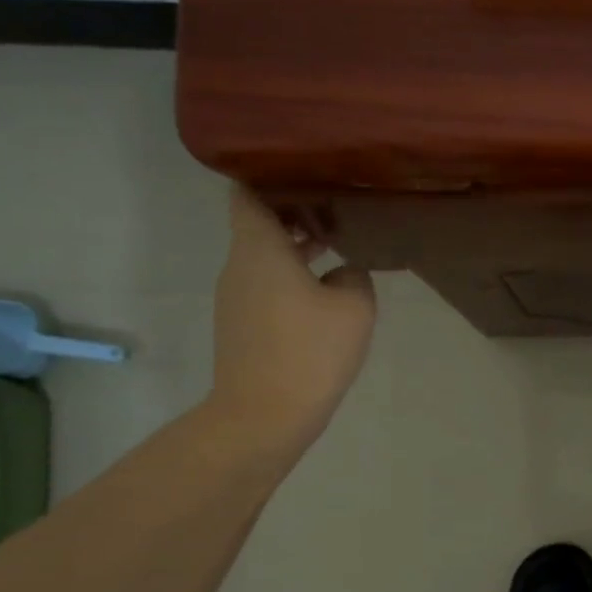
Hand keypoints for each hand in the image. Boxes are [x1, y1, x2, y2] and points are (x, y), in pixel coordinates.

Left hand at [207, 187, 375, 459]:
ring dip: (295, 250)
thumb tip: (344, 272)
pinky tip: (325, 295)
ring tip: (338, 248)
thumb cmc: (308, 352)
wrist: (264, 416)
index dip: (270, 178)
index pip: (248, 194)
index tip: (305, 175)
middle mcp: (239, 267)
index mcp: (259, 249)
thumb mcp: (354, 307)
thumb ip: (355, 275)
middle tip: (336, 209)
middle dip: (294, 214)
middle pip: (258, 224)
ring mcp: (235, 299)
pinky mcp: (242, 327)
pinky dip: (290, 279)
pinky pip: (265, 287)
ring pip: (263, 258)